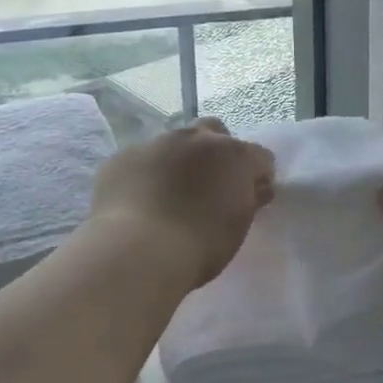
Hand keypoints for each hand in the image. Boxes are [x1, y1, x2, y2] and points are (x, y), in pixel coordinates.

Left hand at [90, 118, 274, 288]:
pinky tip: (140, 201)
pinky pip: (141, 160)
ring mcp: (155, 143)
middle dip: (216, 152)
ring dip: (178, 161)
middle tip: (210, 184)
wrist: (136, 251)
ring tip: (170, 194)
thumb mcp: (237, 227)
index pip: (259, 157)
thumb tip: (253, 188)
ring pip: (173, 143)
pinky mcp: (122, 157)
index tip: (251, 197)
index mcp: (233, 155)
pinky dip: (146, 174)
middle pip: (213, 132)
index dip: (257, 176)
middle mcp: (195, 139)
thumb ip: (248, 199)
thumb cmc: (199, 246)